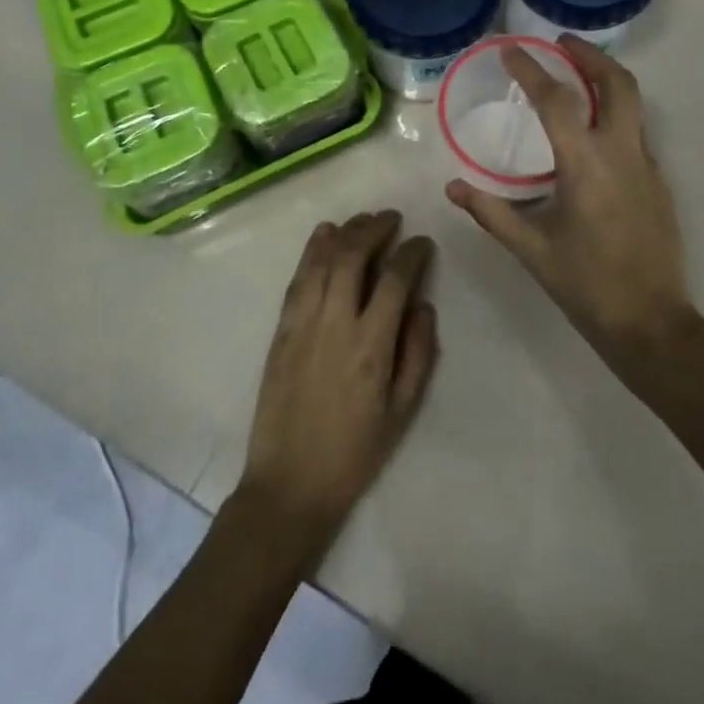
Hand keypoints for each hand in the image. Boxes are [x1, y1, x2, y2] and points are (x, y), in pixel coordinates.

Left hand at [238, 211, 439, 562]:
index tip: (422, 243)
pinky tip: (323, 235)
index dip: (412, 253)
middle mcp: (336, 324)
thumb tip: (422, 304)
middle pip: (353, 257)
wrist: (291, 483)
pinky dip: (311, 251)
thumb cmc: (355, 451)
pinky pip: (297, 280)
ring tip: (363, 219)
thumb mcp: (403, 411)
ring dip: (344, 233)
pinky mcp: (281, 331)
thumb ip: (418, 353)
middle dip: (375, 229)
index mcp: (371, 346)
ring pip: (322, 261)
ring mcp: (303, 324)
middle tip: (391, 219)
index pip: (395, 280)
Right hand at [446, 37, 692, 370]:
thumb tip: (453, 186)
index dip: (532, 70)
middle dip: (590, 55)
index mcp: (586, 165)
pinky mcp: (658, 181)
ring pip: (633, 103)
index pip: (557, 101)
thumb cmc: (586, 284)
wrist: (651, 321)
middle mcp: (622, 153)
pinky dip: (614, 112)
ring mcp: (646, 165)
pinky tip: (593, 130)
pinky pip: (636, 131)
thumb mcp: (531, 249)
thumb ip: (491, 212)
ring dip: (606, 79)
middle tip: (562, 43)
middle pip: (617, 83)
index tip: (511, 49)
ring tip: (577, 73)